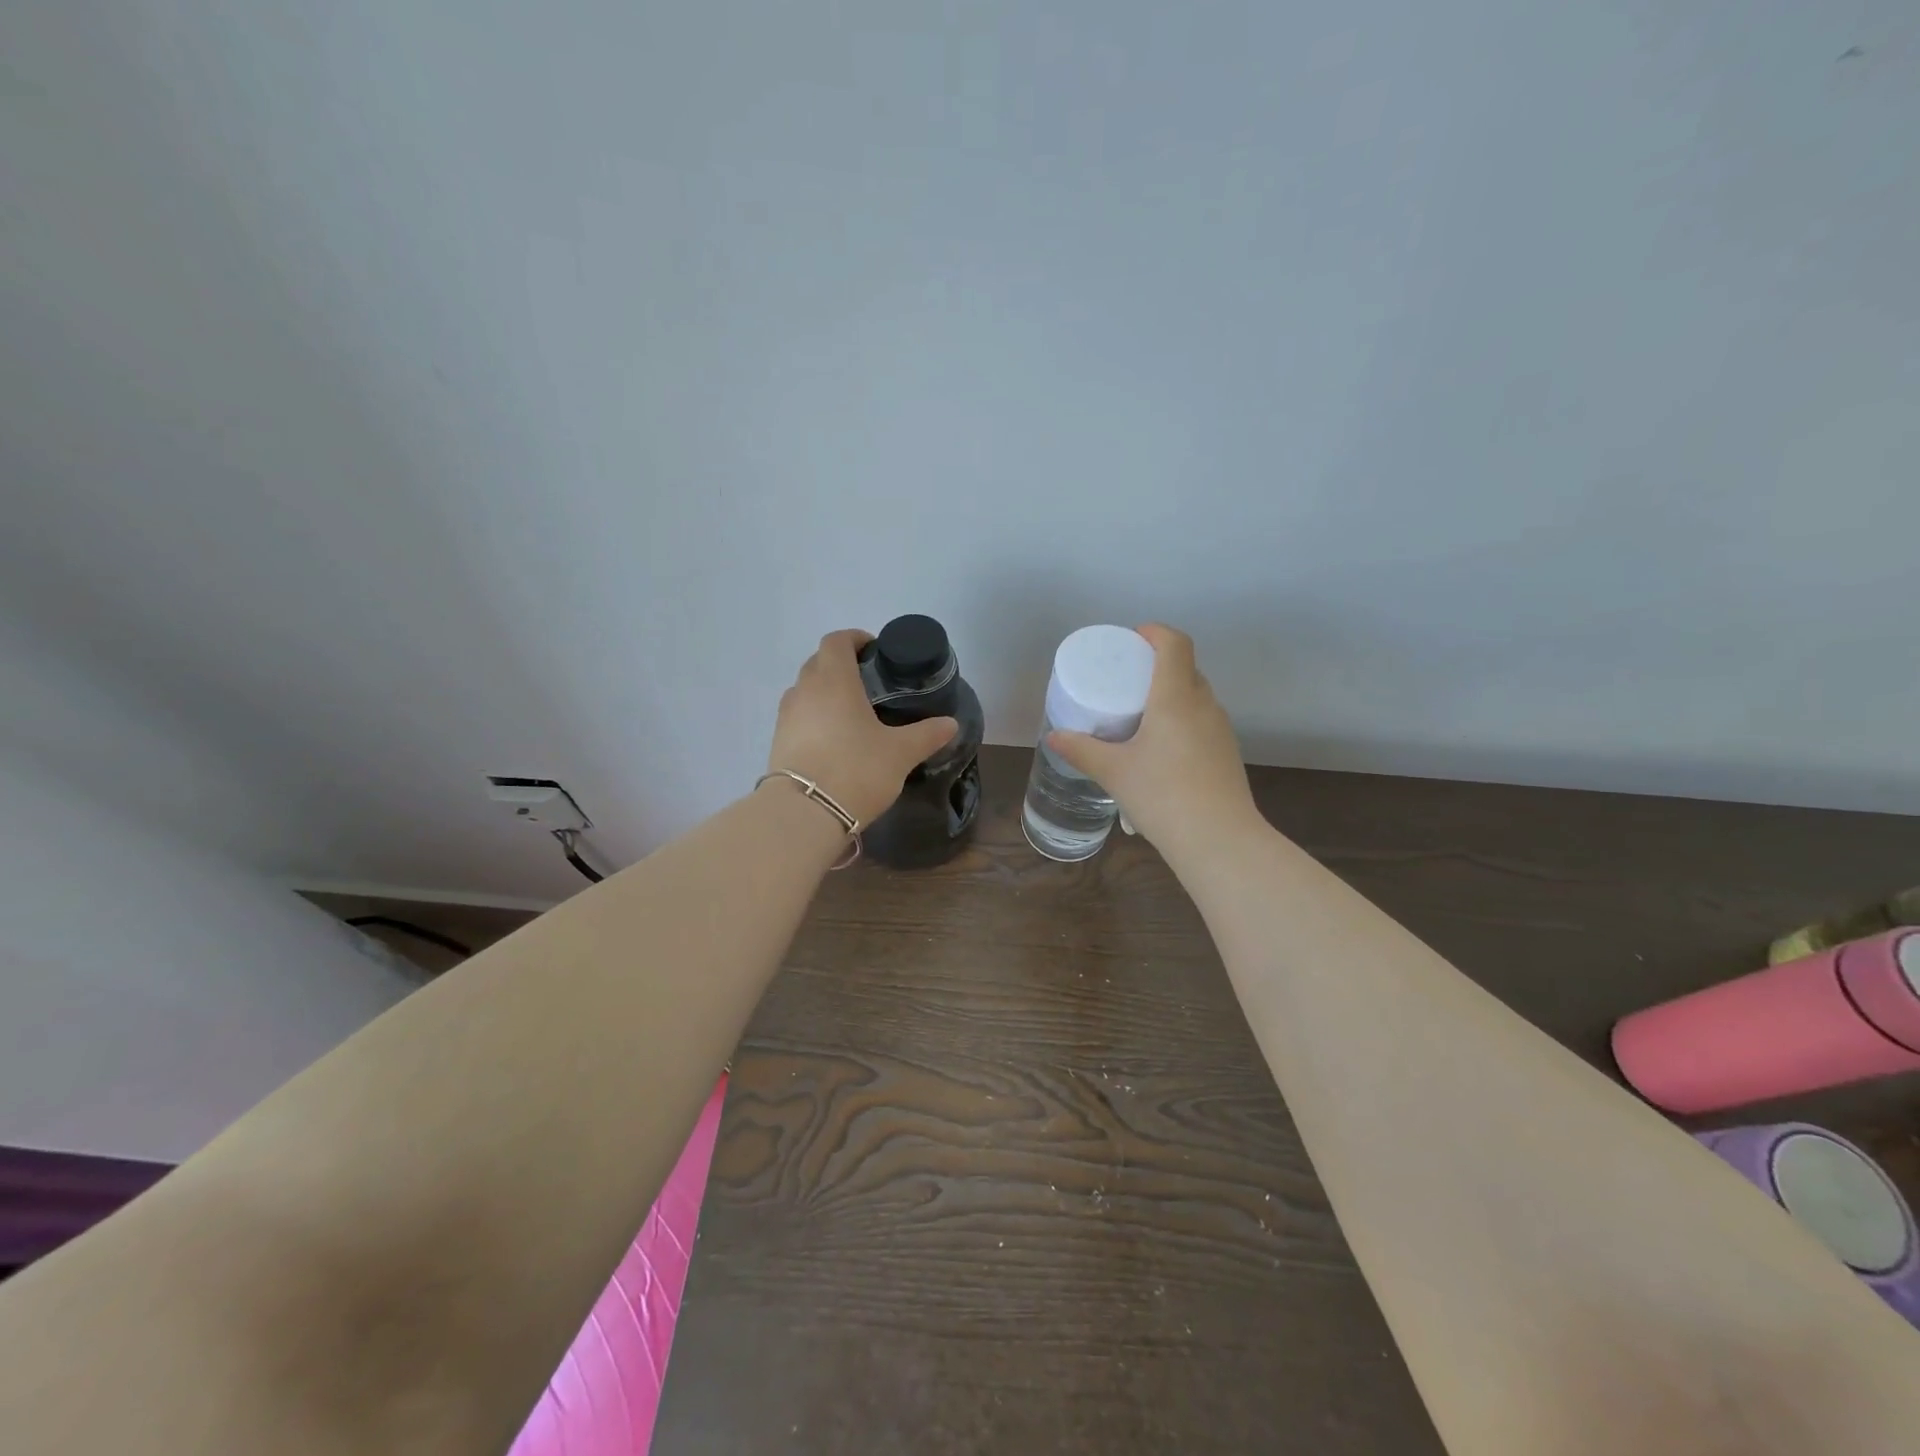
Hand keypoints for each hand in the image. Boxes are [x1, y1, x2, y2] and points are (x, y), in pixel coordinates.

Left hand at [768, 630, 958, 827]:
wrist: (804, 814)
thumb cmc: (856, 770)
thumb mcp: (900, 753)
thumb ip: (926, 734)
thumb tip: (950, 723)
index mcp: (834, 680)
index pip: (837, 641)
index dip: (855, 639)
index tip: (874, 651)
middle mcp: (805, 690)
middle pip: (818, 662)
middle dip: (841, 665)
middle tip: (869, 683)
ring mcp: (786, 716)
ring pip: (805, 690)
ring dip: (825, 692)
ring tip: (852, 712)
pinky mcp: (777, 742)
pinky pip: (798, 717)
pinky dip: (814, 717)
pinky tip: (834, 739)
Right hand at [1048, 624, 1261, 862]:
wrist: (1219, 841)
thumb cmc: (1163, 795)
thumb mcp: (1113, 772)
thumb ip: (1081, 750)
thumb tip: (1053, 737)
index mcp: (1176, 697)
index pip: (1175, 644)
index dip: (1155, 632)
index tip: (1132, 639)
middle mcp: (1204, 705)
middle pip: (1186, 667)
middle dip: (1158, 664)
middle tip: (1127, 678)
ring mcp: (1221, 730)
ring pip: (1196, 695)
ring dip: (1171, 693)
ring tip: (1141, 712)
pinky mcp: (1227, 753)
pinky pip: (1202, 720)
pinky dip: (1182, 719)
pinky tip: (1162, 748)